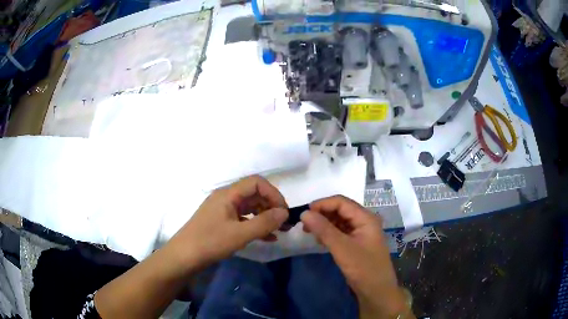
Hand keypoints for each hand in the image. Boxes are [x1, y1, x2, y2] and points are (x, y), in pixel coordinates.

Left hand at [167, 175, 288, 271]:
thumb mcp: (240, 234)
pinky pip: (243, 219)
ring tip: (280, 231)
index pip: (256, 183)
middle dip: (272, 206)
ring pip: (250, 208)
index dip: (273, 194)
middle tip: (285, 223)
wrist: (184, 257)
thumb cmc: (210, 242)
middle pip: (254, 195)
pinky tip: (268, 238)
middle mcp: (226, 198)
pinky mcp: (222, 222)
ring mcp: (223, 210)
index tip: (284, 212)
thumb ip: (264, 222)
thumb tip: (285, 213)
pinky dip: (256, 226)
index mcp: (228, 194)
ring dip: (266, 217)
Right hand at [301, 196, 409, 318]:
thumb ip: (324, 229)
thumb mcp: (342, 248)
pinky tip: (320, 240)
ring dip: (324, 224)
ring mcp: (361, 233)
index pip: (341, 202)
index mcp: (366, 218)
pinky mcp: (356, 243)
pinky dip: (329, 233)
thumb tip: (304, 213)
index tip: (304, 213)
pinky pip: (341, 232)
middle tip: (304, 224)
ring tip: (309, 232)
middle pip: (340, 210)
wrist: (376, 292)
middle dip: (322, 214)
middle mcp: (364, 221)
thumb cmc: (363, 268)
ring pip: (339, 221)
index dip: (322, 204)